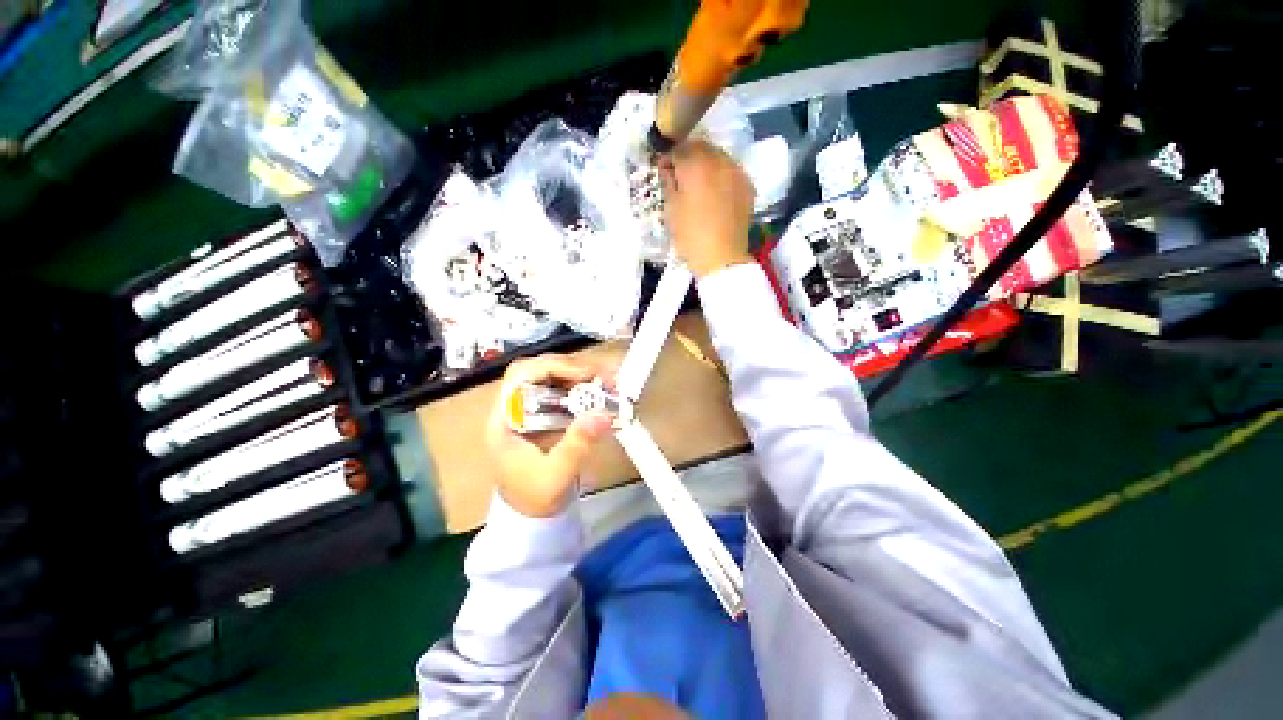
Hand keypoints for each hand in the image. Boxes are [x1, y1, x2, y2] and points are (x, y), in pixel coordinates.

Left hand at [486, 355, 615, 516]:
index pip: (521, 375)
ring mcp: (532, 409)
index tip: (584, 374)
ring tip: (608, 383)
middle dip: (573, 368)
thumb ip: (577, 444)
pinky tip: (602, 393)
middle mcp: (516, 407)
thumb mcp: (556, 475)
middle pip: (540, 370)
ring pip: (555, 377)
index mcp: (505, 419)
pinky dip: (585, 388)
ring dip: (582, 376)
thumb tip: (603, 413)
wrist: (533, 516)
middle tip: (604, 376)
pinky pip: (565, 391)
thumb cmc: (535, 498)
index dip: (552, 366)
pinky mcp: (547, 414)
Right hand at [659, 140, 755, 278]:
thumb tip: (668, 168)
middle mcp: (719, 160)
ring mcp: (737, 172)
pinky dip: (721, 175)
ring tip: (699, 184)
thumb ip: (668, 182)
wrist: (722, 258)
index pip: (679, 148)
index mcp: (696, 164)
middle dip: (689, 157)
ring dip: (706, 164)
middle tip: (681, 175)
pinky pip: (731, 171)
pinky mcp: (747, 185)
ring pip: (718, 157)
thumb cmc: (690, 235)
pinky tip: (716, 191)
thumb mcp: (671, 209)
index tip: (664, 171)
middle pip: (701, 147)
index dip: (669, 157)